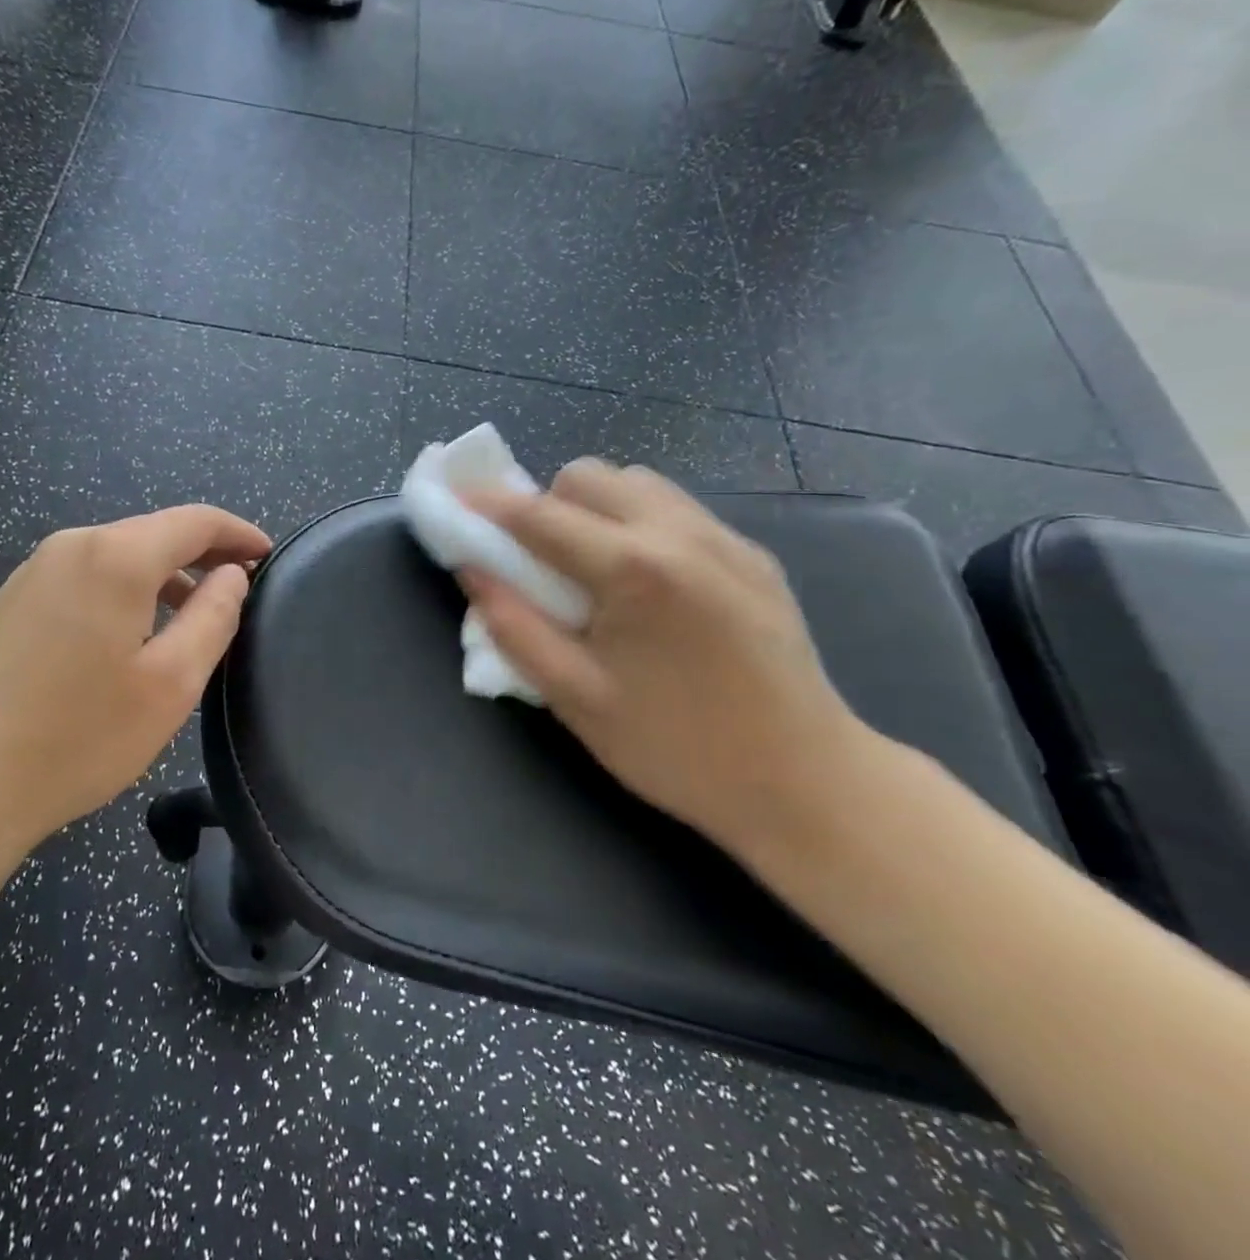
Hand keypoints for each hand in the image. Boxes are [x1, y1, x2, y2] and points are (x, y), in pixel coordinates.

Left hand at [0, 505, 272, 858]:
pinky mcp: (11, 601)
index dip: (238, 533)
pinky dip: (124, 591)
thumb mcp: (170, 683)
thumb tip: (231, 574)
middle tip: (239, 591)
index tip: (269, 557)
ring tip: (192, 619)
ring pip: (118, 556)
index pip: (195, 521)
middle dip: (202, 555)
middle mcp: (72, 546)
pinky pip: (86, 578)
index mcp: (116, 556)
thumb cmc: (77, 737)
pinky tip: (131, 637)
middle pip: (154, 534)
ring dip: (163, 577)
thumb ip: (213, 617)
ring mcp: (33, 572)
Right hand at [464, 462, 874, 851]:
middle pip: (588, 475)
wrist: (806, 783)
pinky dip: (638, 521)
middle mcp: (681, 533)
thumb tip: (471, 570)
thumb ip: (514, 626)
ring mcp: (725, 538)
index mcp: (634, 570)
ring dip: (594, 507)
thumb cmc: (676, 749)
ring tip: (591, 566)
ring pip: (636, 481)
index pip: (539, 515)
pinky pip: (675, 508)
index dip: (486, 505)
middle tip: (536, 559)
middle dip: (546, 504)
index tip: (453, 500)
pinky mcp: (752, 554)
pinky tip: (645, 582)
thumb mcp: (575, 697)